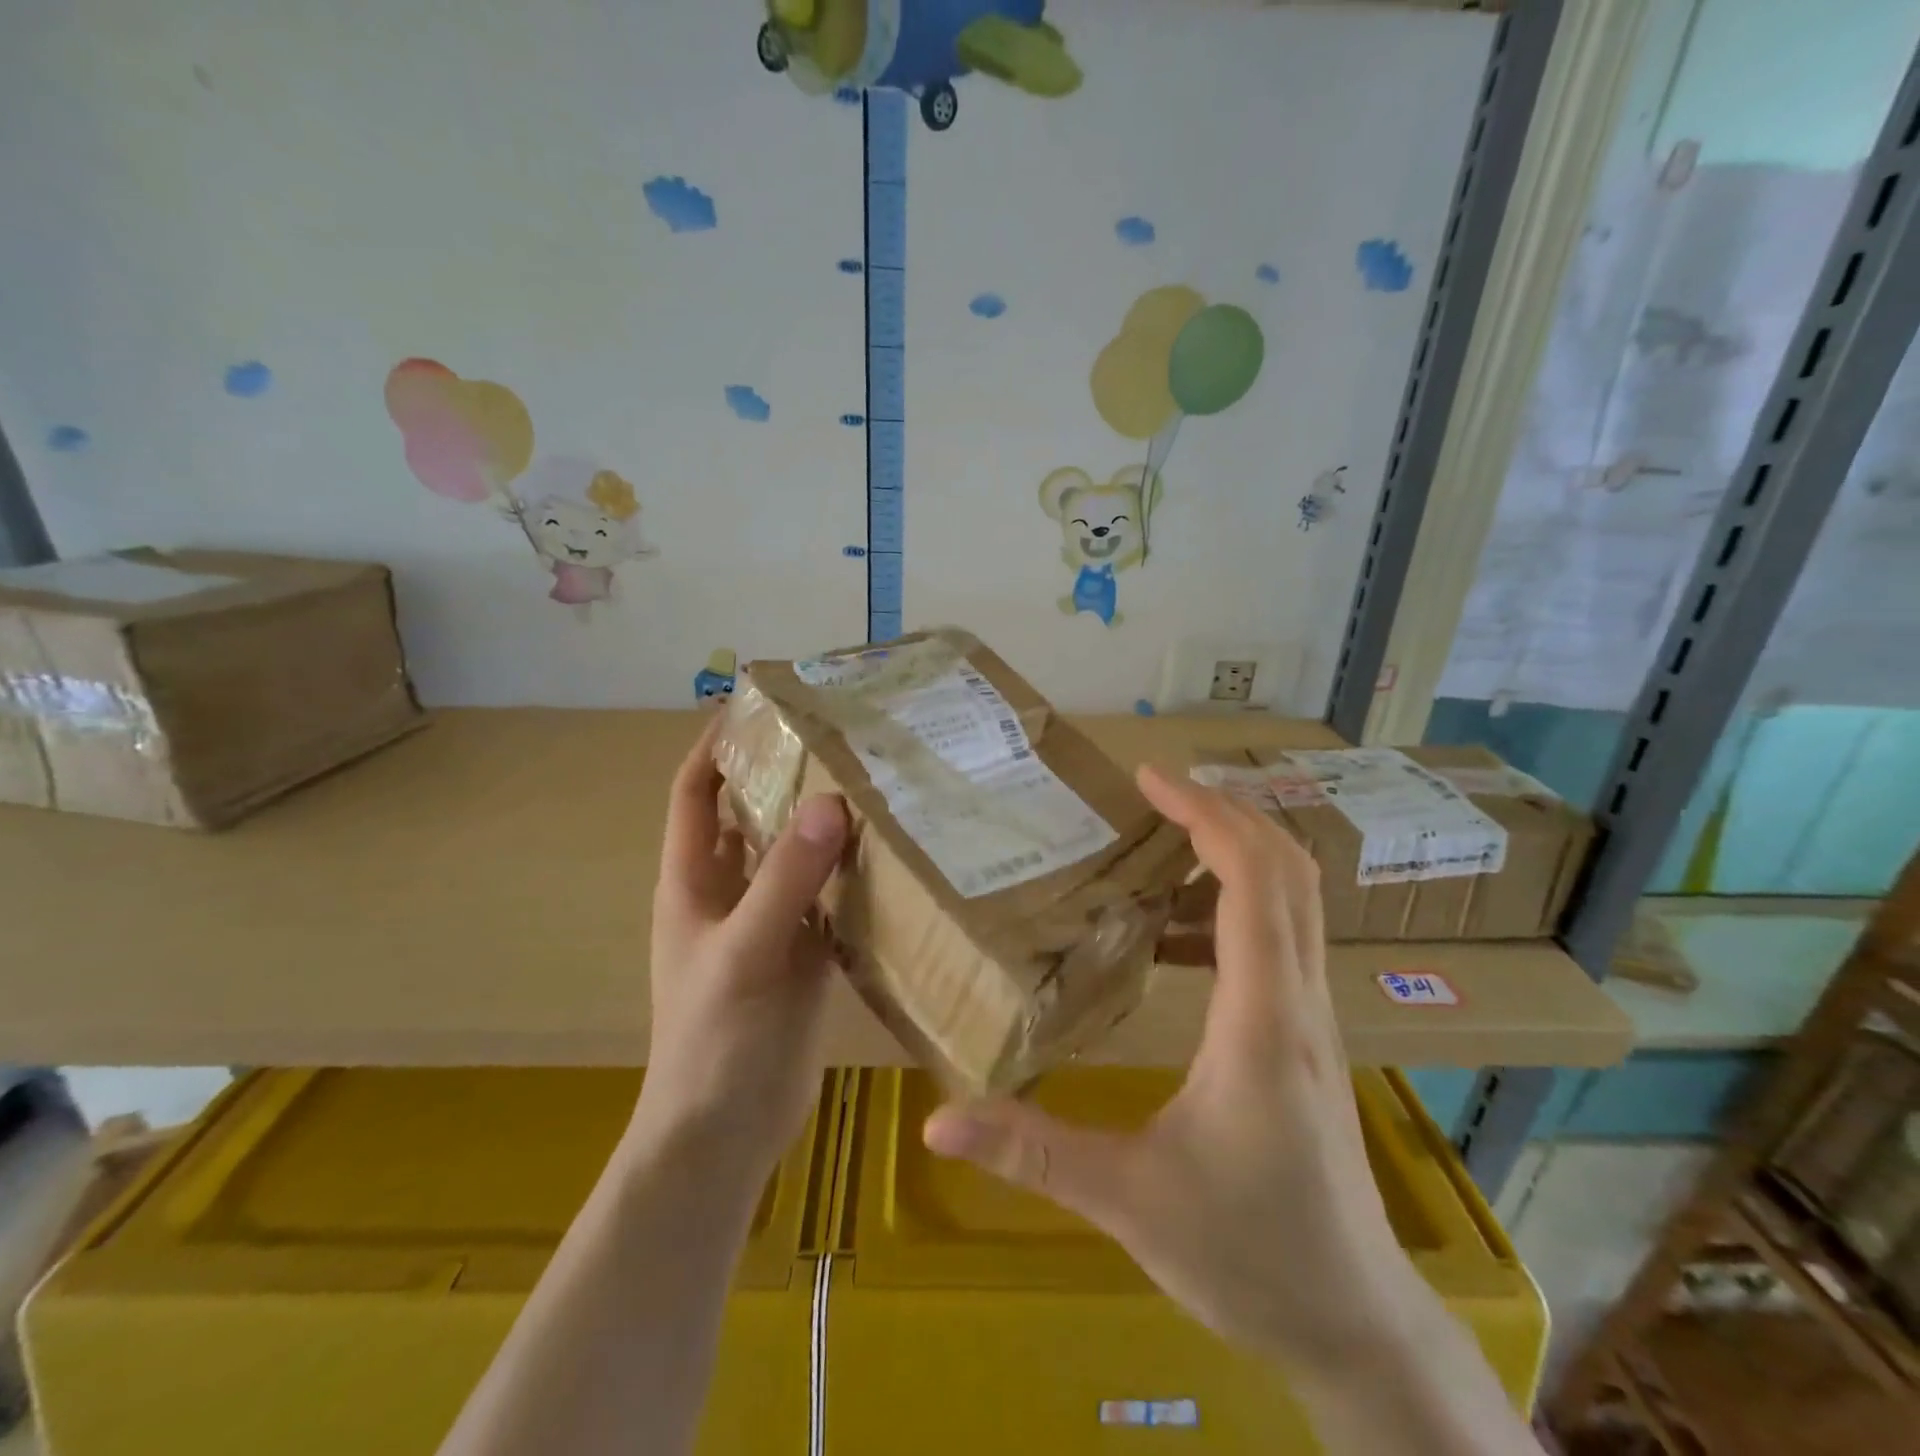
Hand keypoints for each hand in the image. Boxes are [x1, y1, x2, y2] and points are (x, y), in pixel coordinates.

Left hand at [636, 717, 848, 1176]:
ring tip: (878, 783)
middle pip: (754, 817)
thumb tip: (830, 802)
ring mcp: (769, 924)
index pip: (696, 793)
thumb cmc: (716, 1041)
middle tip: (842, 738)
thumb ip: (785, 880)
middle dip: (787, 777)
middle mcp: (729, 893)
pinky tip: (895, 855)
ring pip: (796, 856)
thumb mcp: (746, 953)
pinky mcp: (804, 954)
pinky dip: (853, 875)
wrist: (725, 1137)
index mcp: (693, 882)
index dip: (715, 746)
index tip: (759, 706)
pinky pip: (830, 898)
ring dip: (826, 825)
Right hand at [924, 764, 1415, 1374]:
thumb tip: (937, 1121)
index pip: (1251, 882)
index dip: (1205, 816)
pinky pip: (1284, 935)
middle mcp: (1300, 1000)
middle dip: (1226, 812)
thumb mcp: (1128, 1200)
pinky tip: (1175, 928)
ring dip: (1237, 849)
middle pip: (1289, 869)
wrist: (1355, 1321)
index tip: (1148, 780)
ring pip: (1297, 898)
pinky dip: (1238, 898)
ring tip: (1162, 838)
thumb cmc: (1249, 1254)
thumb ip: (1032, 1151)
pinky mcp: (1307, 1033)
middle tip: (1154, 792)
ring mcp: (1313, 1015)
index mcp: (1261, 1020)